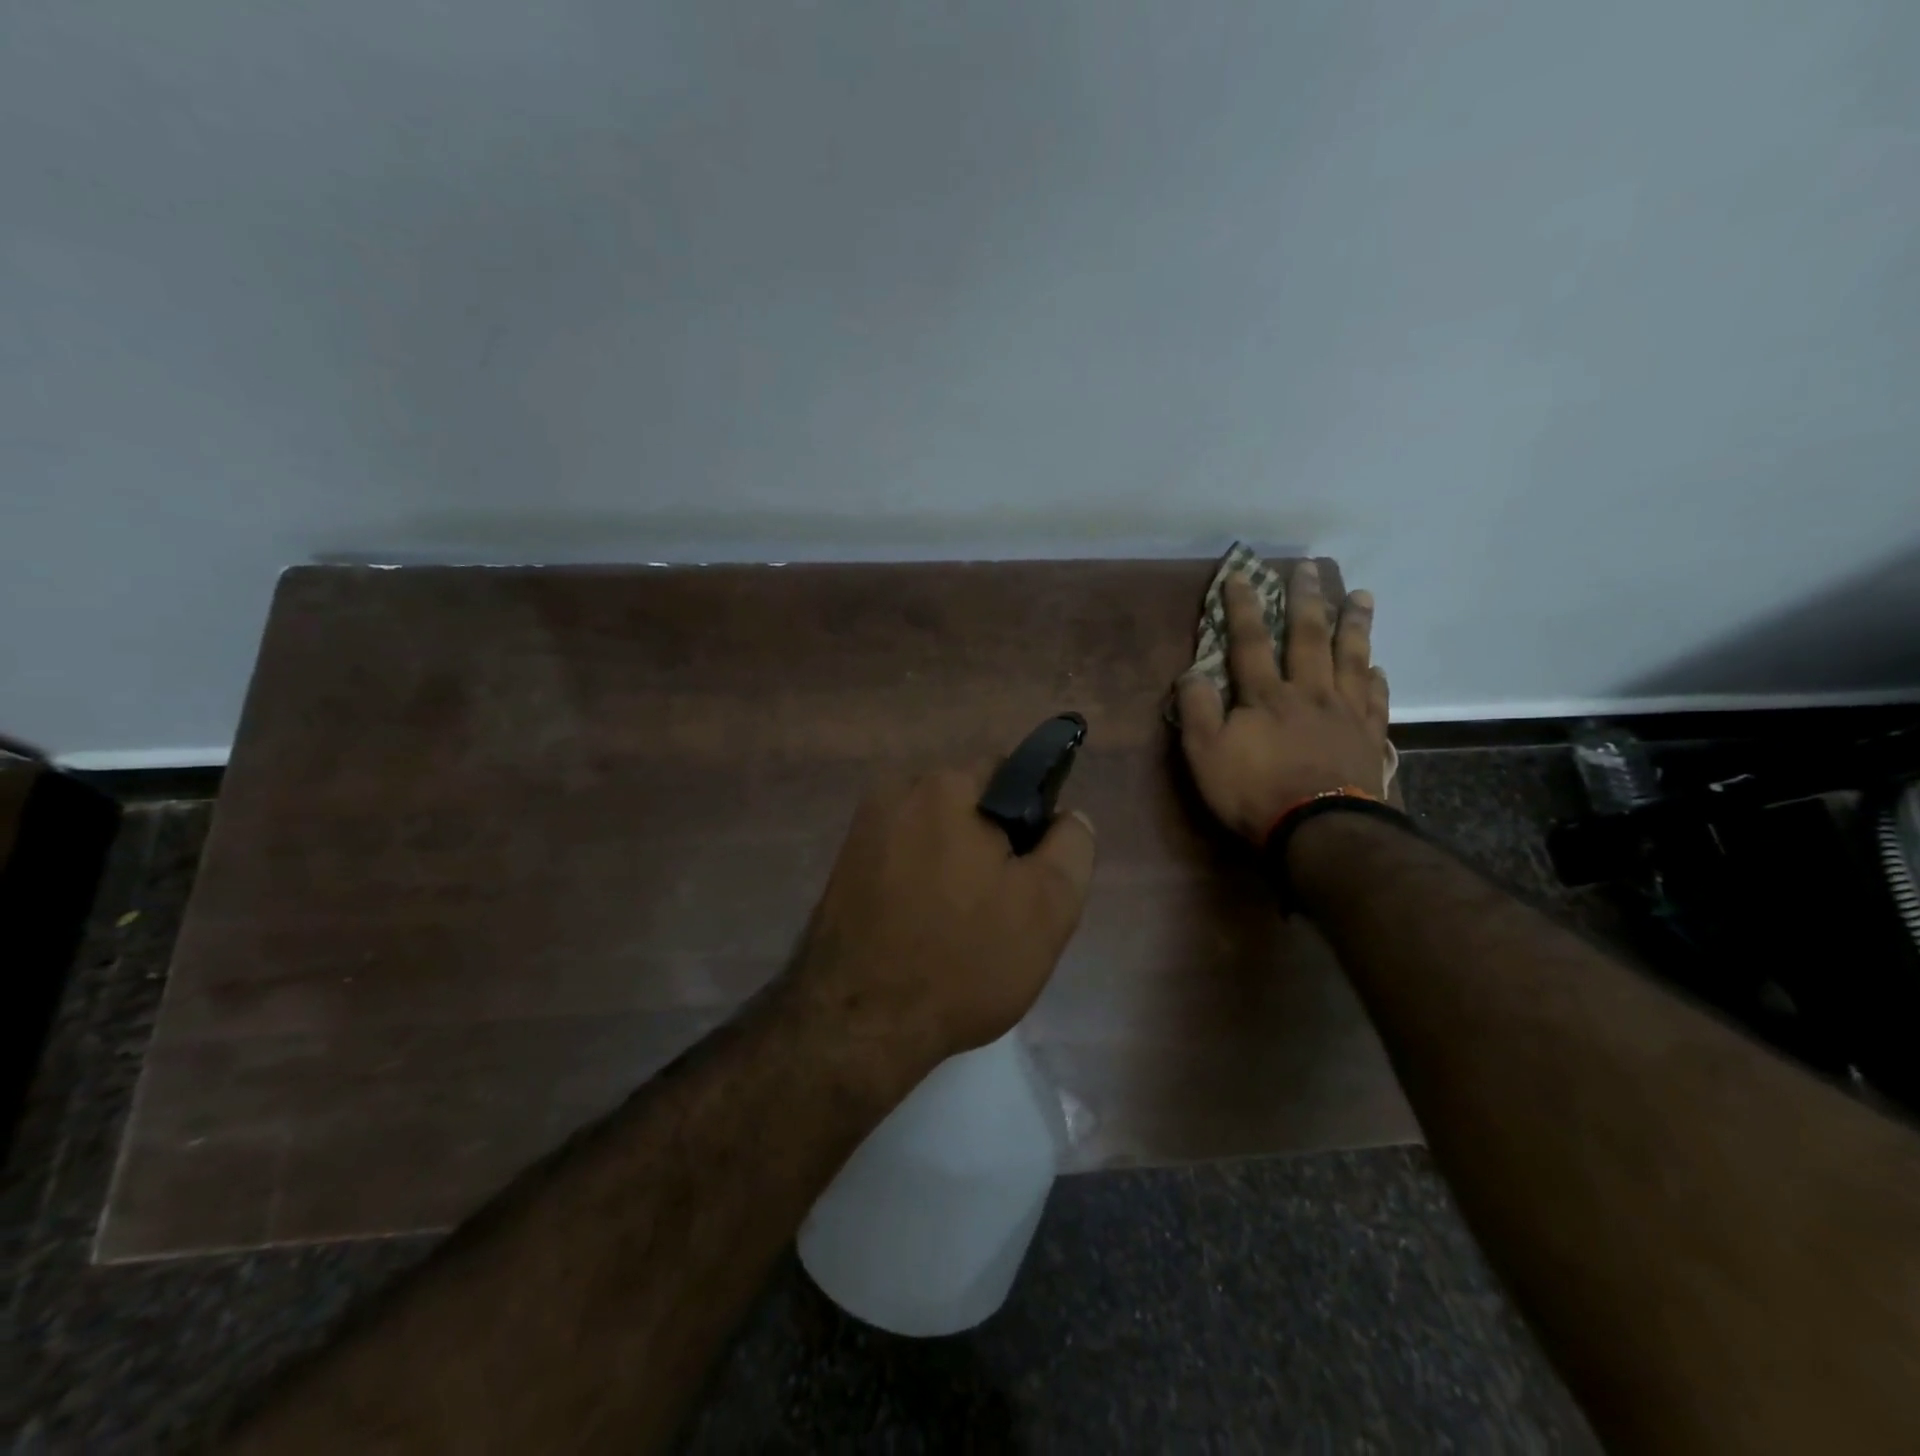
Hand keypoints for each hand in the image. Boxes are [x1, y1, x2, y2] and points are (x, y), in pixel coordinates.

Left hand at [790, 764, 1096, 1065]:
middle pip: (968, 804)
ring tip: (963, 926)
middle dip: (992, 843)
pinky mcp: (843, 867)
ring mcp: (862, 830)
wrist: (856, 1024)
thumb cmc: (962, 960)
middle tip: (1004, 906)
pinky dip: (921, 882)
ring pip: (935, 834)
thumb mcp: (1048, 907)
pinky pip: (902, 859)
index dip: (1033, 819)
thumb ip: (1071, 847)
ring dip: (955, 865)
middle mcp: (896, 792)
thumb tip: (1067, 816)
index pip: (1009, 774)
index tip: (1033, 870)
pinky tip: (925, 930)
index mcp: (945, 786)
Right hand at [1177, 561, 1389, 842]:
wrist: (1319, 830)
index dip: (1243, 607)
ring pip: (1351, 658)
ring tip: (1361, 596)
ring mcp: (1345, 712)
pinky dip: (1375, 678)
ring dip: (1355, 624)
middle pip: (1309, 637)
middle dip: (1307, 600)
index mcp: (1265, 695)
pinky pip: (1375, 698)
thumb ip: (1196, 710)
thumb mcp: (1205, 754)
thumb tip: (1191, 673)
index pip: (1250, 641)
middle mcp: (1308, 692)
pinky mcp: (1370, 736)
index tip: (1242, 574)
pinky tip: (1377, 666)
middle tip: (1311, 568)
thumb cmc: (1254, 792)